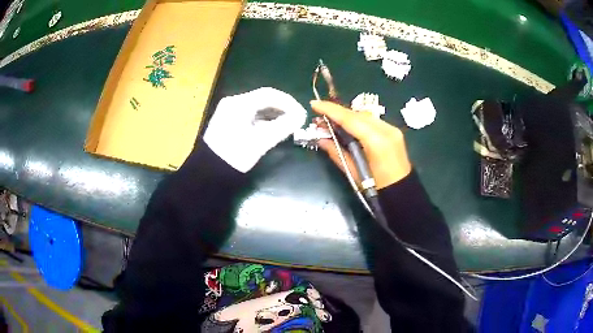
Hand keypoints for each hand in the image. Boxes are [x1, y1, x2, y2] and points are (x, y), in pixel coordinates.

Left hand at [204, 87, 306, 172]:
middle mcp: (233, 102)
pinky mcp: (229, 120)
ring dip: (274, 114)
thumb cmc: (235, 155)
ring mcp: (229, 111)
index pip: (269, 94)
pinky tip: (273, 128)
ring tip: (288, 125)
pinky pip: (250, 114)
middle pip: (263, 99)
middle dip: (282, 108)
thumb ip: (283, 127)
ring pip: (257, 107)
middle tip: (297, 119)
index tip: (301, 113)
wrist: (209, 172)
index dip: (289, 102)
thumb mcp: (260, 142)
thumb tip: (300, 116)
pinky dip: (263, 119)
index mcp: (239, 103)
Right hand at [310, 100, 411, 188]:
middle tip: (319, 118)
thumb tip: (321, 139)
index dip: (330, 110)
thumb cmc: (376, 187)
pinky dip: (358, 122)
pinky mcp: (393, 131)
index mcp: (376, 141)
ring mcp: (392, 129)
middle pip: (357, 114)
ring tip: (331, 122)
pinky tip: (348, 127)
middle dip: (337, 113)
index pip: (350, 119)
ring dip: (347, 117)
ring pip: (364, 116)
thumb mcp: (353, 172)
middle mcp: (386, 130)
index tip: (314, 104)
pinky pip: (372, 121)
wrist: (402, 192)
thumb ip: (336, 152)